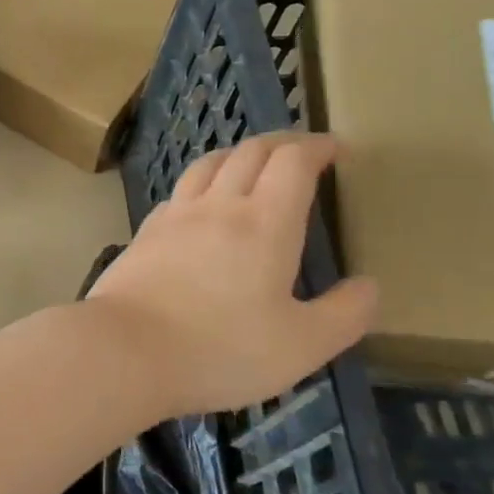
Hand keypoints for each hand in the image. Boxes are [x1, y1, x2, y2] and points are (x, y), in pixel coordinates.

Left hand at [86, 132, 376, 419]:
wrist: (125, 350)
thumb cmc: (220, 350)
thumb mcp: (302, 345)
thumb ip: (344, 315)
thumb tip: (368, 286)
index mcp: (265, 222)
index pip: (293, 161)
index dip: (317, 147)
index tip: (335, 149)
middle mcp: (218, 205)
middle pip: (250, 152)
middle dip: (281, 143)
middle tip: (300, 151)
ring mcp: (175, 216)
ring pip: (208, 164)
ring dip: (237, 154)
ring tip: (250, 163)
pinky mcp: (144, 233)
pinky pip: (179, 192)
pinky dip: (201, 183)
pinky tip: (199, 204)